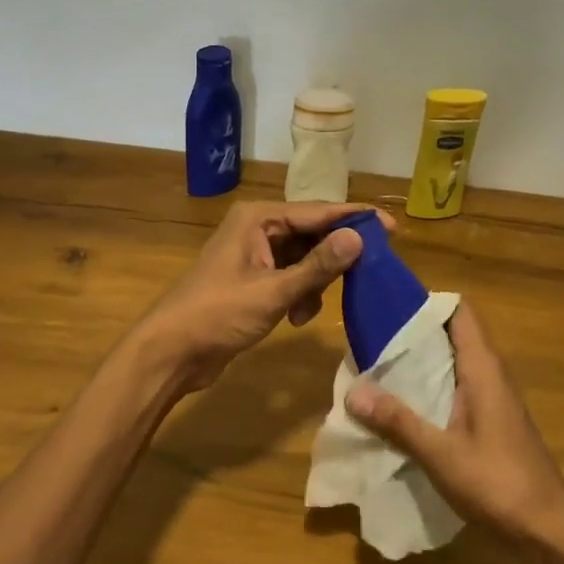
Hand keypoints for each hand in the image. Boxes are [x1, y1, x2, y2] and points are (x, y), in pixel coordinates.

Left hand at [136, 200, 393, 394]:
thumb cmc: (218, 314)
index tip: (392, 228)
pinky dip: (300, 294)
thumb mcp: (273, 292)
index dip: (356, 219)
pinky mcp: (253, 280)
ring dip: (316, 283)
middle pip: (313, 233)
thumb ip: (318, 266)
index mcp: (259, 218)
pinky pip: (291, 277)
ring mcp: (254, 254)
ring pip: (304, 258)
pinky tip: (296, 318)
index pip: (318, 211)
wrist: (171, 352)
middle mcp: (258, 228)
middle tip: (366, 275)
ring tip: (310, 309)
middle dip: (335, 258)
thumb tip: (359, 238)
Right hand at [343, 302, 563, 554]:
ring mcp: (493, 396)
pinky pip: (457, 386)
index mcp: (483, 367)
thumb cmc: (498, 482)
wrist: (549, 527)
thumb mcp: (440, 454)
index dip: (426, 302)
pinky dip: (431, 387)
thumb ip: (398, 421)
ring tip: (377, 367)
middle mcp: (490, 372)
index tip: (387, 306)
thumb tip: (353, 390)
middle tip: (371, 338)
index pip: (459, 311)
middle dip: (414, 333)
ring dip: (421, 362)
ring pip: (453, 362)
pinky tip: (403, 405)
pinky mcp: (490, 418)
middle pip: (452, 333)